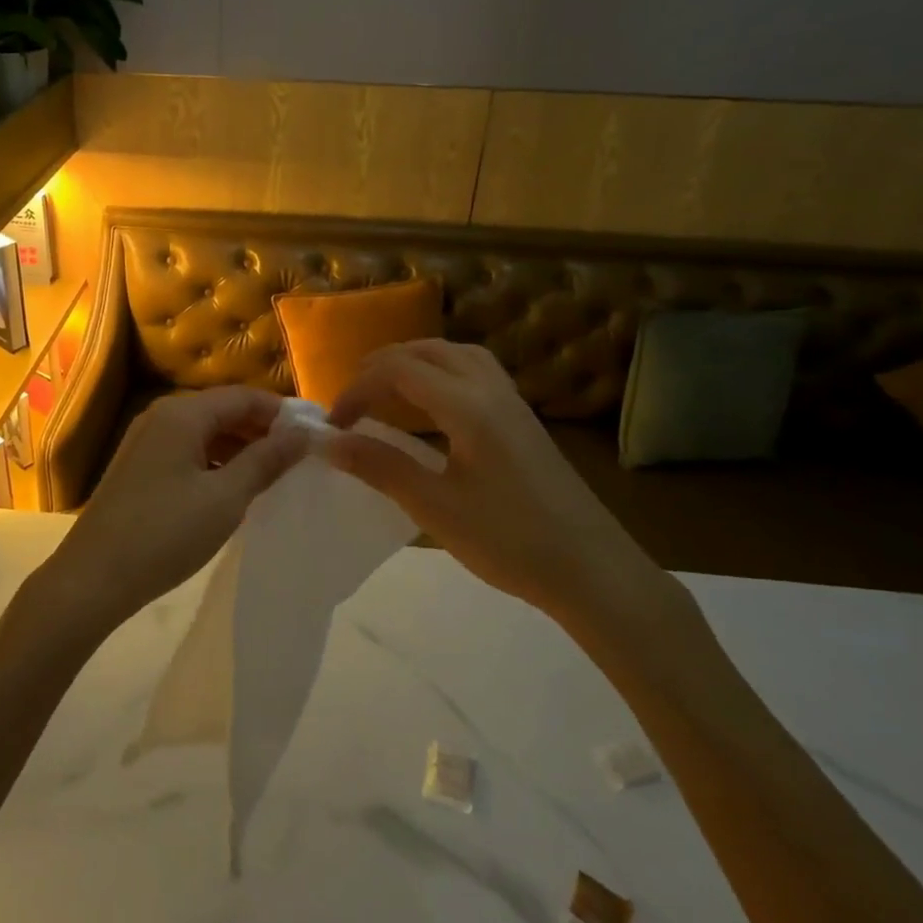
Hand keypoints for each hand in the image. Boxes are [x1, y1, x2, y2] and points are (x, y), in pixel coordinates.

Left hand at [41, 386, 308, 629]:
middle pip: (223, 410)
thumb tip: (304, 434)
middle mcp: (162, 416)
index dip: (282, 412)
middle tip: (299, 458)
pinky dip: (216, 461)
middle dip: (262, 430)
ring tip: (274, 474)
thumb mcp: (225, 498)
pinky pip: (188, 450)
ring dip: (240, 447)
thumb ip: (266, 461)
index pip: (243, 396)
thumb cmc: (165, 533)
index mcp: (182, 413)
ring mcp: (146, 441)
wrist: (93, 578)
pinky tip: (234, 487)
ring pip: (205, 432)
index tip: (315, 434)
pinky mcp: (139, 466)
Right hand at [324, 340, 667, 626]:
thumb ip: (380, 467)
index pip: (398, 370)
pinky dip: (440, 373)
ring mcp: (511, 401)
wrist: (593, 571)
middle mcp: (490, 388)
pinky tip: (432, 406)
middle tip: (353, 403)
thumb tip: (328, 443)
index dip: (357, 389)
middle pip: (426, 350)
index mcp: (467, 405)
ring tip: (386, 393)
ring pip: (453, 355)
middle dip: (381, 367)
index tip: (334, 425)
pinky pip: (473, 371)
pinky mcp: (523, 418)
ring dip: (413, 364)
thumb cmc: (510, 541)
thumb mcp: (435, 508)